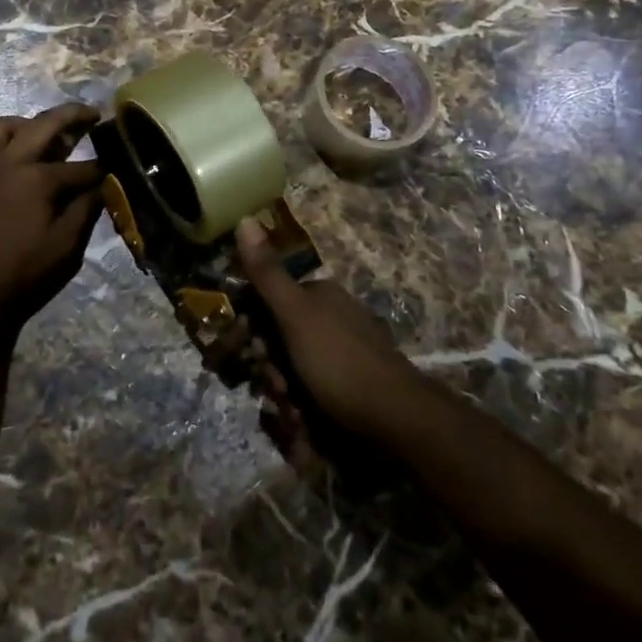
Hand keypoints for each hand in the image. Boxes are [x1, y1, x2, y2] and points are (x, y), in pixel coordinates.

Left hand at [0, 104, 103, 329]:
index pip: (80, 167)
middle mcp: (8, 160)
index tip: (114, 167)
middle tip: (91, 114)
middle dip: (73, 115)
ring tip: (42, 133)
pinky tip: (12, 158)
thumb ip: (85, 210)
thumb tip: (101, 187)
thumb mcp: (64, 248)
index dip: (100, 169)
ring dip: (28, 123)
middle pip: (45, 124)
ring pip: (4, 124)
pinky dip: (2, 141)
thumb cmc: (18, 272)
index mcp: (37, 179)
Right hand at [235, 217, 425, 441]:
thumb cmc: (339, 361)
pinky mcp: (354, 384)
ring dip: (286, 393)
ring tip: (296, 413)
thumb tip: (244, 218)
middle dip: (272, 368)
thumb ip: (267, 274)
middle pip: (281, 340)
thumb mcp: (295, 314)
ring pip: (295, 369)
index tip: (248, 354)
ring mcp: (345, 351)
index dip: (252, 329)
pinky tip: (310, 423)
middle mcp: (333, 317)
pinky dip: (307, 407)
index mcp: (321, 295)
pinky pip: (316, 390)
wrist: (397, 418)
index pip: (269, 302)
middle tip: (278, 390)